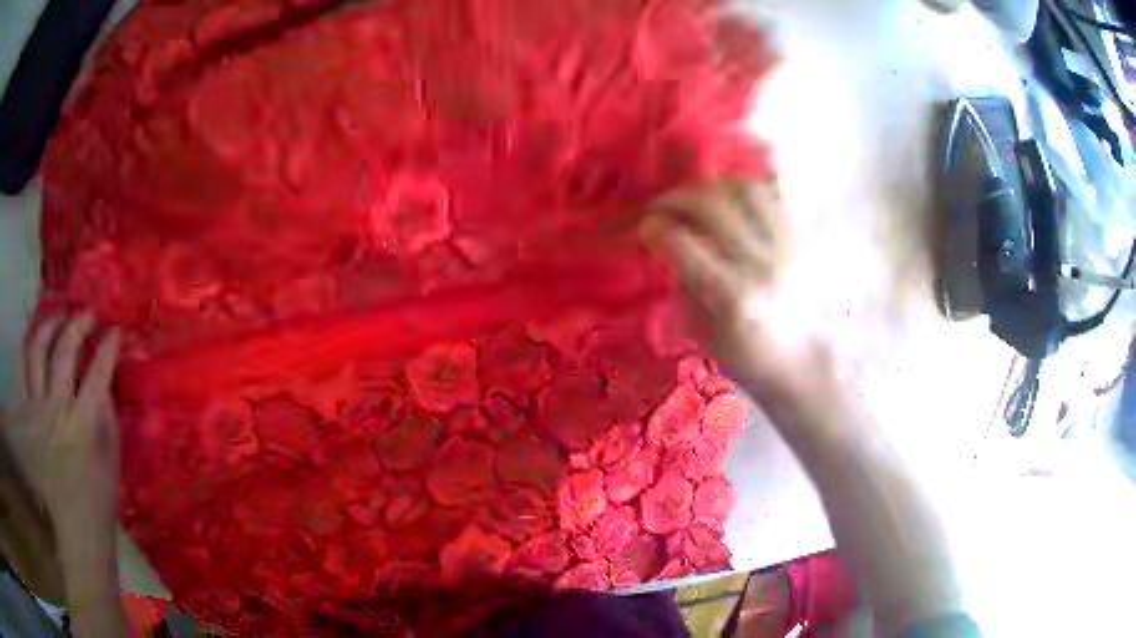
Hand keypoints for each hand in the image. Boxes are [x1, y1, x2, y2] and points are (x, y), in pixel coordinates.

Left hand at [2, 314, 121, 529]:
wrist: (76, 526)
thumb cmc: (99, 497)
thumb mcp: (112, 458)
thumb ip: (106, 412)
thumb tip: (104, 376)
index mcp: (84, 425)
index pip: (98, 372)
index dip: (109, 346)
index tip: (116, 330)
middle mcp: (57, 410)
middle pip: (64, 351)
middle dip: (78, 325)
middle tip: (88, 316)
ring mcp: (37, 410)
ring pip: (37, 351)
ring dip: (50, 326)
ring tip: (59, 320)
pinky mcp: (27, 413)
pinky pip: (22, 367)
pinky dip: (28, 344)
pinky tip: (36, 335)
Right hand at [642, 180, 831, 400]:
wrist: (803, 362)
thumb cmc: (748, 358)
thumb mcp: (702, 332)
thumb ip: (684, 282)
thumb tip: (669, 242)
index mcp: (733, 296)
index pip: (683, 244)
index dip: (656, 229)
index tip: (646, 228)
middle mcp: (762, 263)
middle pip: (712, 206)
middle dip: (676, 199)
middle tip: (662, 207)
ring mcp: (787, 246)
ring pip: (745, 189)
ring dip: (712, 188)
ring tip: (699, 200)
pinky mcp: (802, 239)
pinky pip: (773, 195)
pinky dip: (746, 190)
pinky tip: (733, 201)